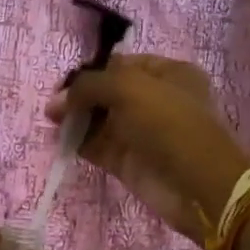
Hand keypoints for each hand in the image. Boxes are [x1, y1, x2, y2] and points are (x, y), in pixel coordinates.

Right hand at [44, 54, 249, 244]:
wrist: (198, 184)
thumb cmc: (169, 123)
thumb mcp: (128, 89)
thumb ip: (88, 86)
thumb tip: (55, 102)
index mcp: (168, 73)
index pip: (121, 64)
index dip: (92, 70)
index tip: (63, 83)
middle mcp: (156, 100)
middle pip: (108, 93)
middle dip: (80, 96)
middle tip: (53, 107)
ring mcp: (143, 133)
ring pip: (102, 121)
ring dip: (77, 120)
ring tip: (51, 123)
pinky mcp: (131, 163)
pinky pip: (99, 147)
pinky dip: (80, 143)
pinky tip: (60, 141)